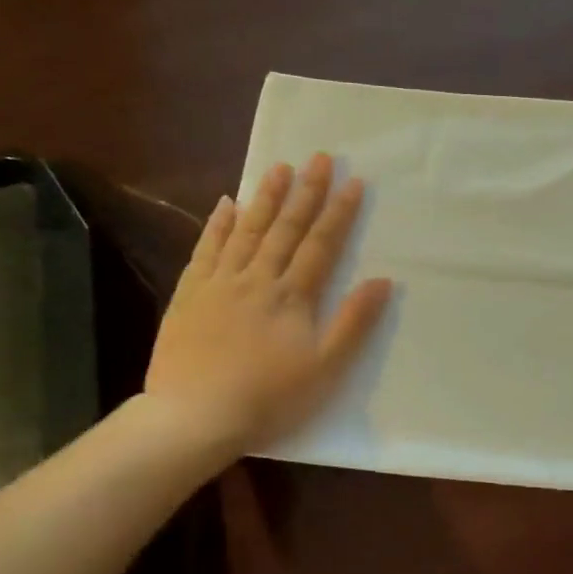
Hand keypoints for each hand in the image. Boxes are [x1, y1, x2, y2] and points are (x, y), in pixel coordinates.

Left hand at [144, 154, 392, 453]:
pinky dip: (217, 224)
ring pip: (246, 230)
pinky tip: (226, 203)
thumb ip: (353, 322)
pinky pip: (206, 249)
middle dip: (306, 192)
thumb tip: (382, 281)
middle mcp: (257, 279)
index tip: (353, 182)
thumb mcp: (324, 368)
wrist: (195, 416)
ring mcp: (220, 283)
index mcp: (292, 296)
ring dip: (266, 198)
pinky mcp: (190, 294)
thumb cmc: (268, 398)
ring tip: (279, 168)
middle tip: (319, 157)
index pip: (321, 245)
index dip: (339, 213)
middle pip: (286, 229)